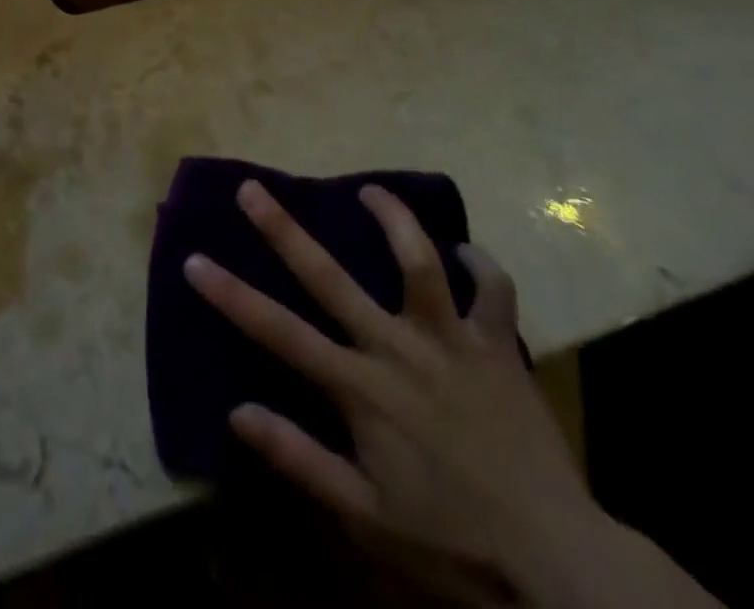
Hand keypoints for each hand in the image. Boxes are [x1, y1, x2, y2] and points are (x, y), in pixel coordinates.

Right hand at [184, 182, 607, 604]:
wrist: (559, 565)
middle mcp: (398, 348)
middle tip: (253, 188)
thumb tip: (236, 412)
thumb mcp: (366, 514)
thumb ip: (300, 459)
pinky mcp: (499, 348)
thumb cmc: (451, 540)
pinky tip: (466, 251)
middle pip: (329, 276)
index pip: (279, 333)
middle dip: (284, 229)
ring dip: (393, 219)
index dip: (231, 295)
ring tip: (370, 189)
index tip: (194, 260)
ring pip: (418, 261)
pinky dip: (482, 266)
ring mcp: (451, 341)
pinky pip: (495, 293)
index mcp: (361, 388)